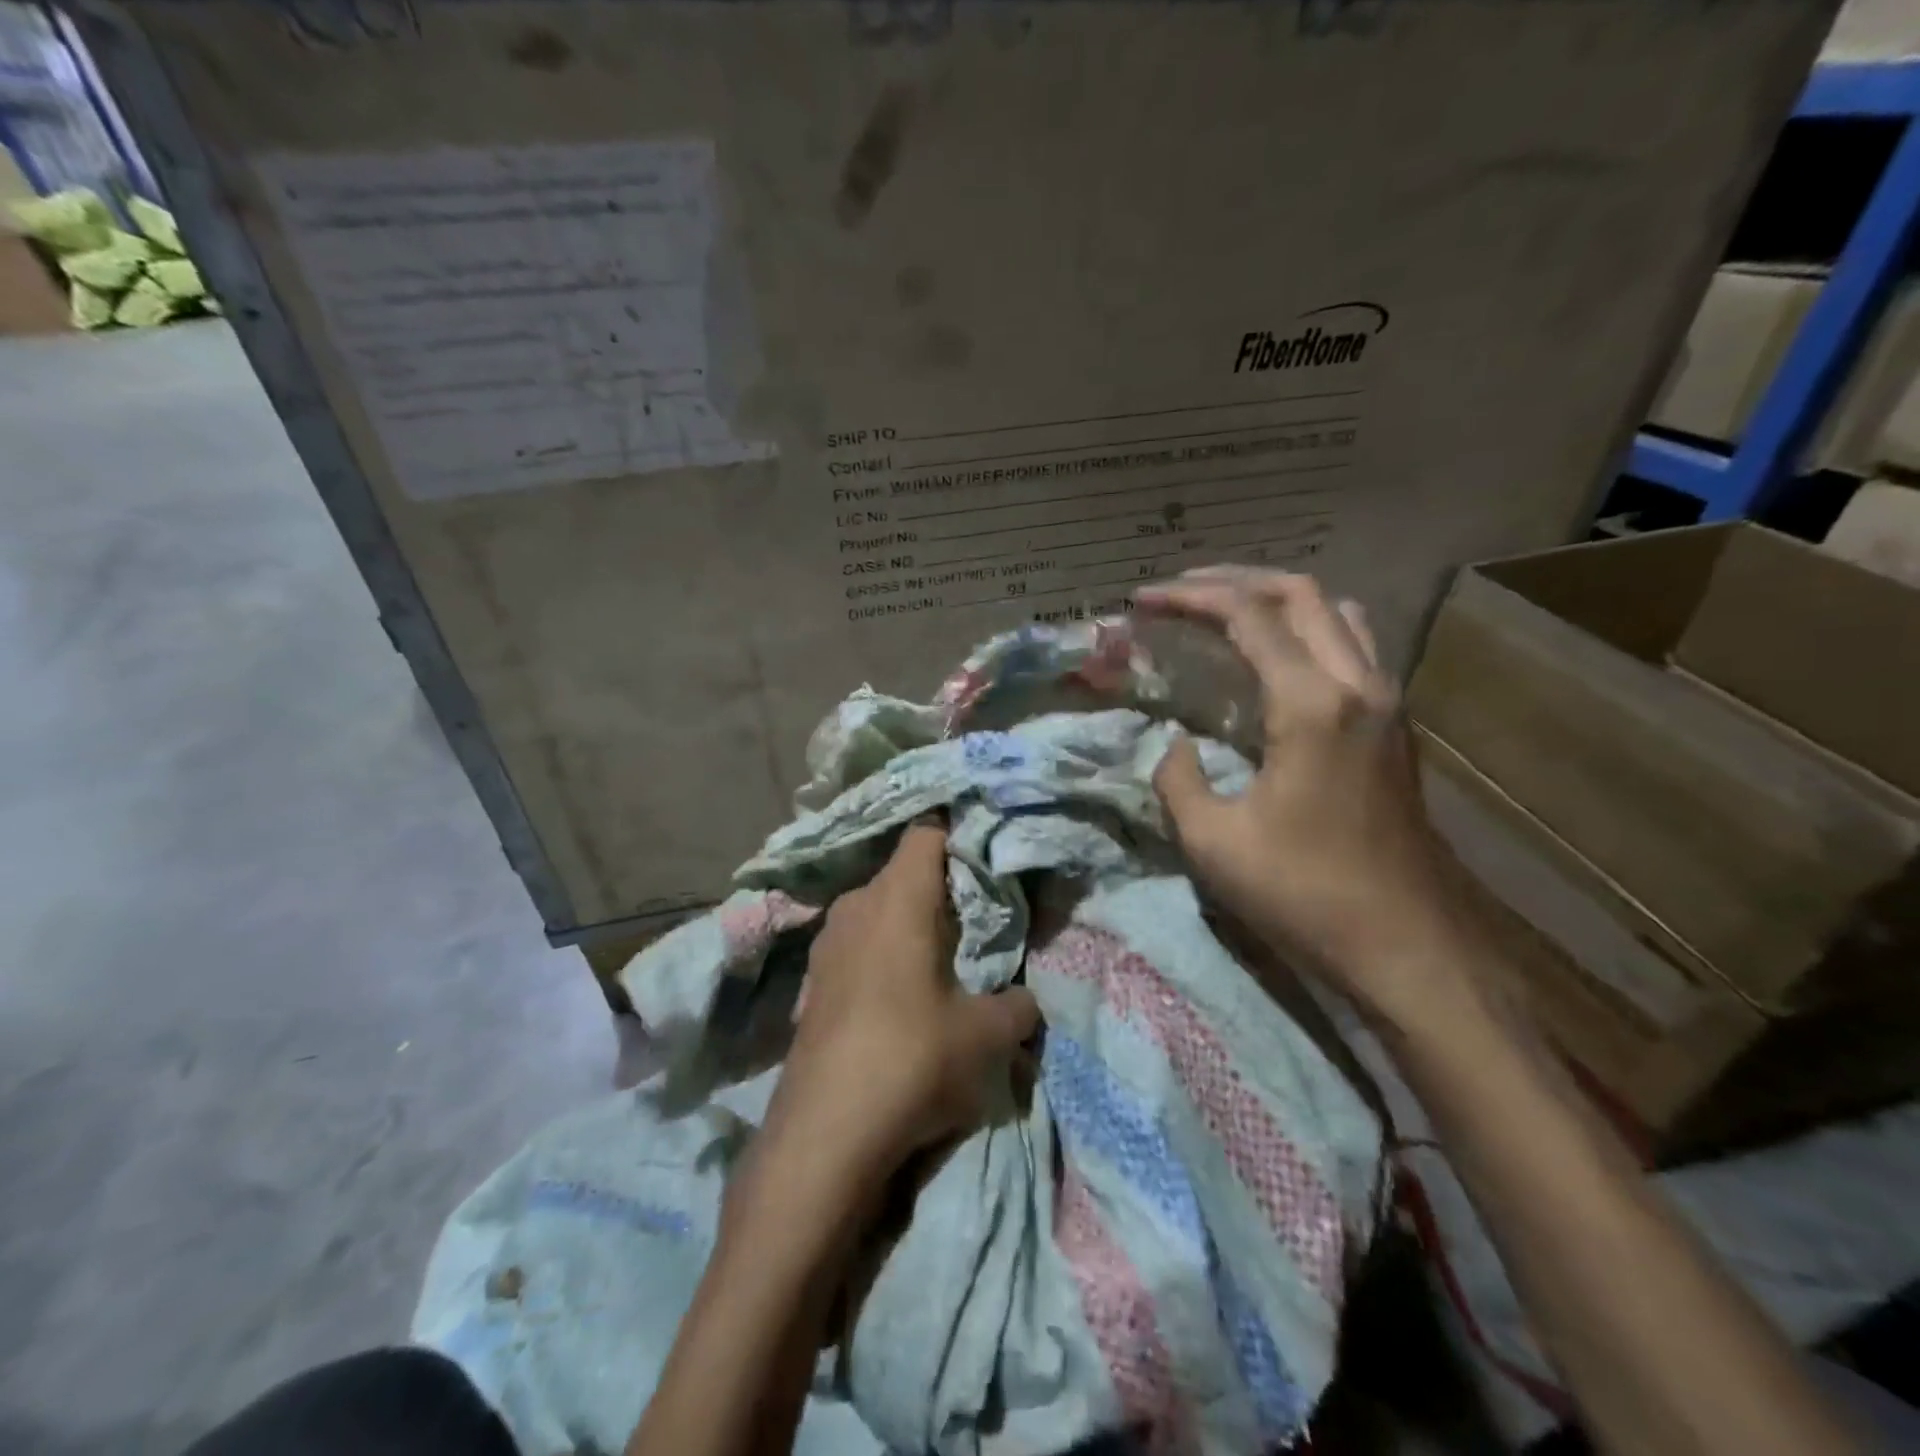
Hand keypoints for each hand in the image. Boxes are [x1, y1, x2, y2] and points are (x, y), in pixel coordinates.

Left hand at [759, 821, 1040, 1186]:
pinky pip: (857, 943)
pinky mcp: (812, 979)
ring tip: (942, 954)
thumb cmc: (913, 1058)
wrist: (825, 1132)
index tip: (987, 854)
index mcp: (898, 897)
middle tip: (977, 913)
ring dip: (908, 922)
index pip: (927, 833)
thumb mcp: (986, 1036)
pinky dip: (881, 951)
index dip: (958, 835)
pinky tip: (899, 993)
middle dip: (940, 886)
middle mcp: (857, 905)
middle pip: (902, 872)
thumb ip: (1017, 1006)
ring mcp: (827, 942)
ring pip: (877, 908)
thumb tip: (1026, 999)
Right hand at [1139, 568, 1475, 1018]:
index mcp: (1311, 704)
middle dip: (1233, 581)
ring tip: (1227, 615)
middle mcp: (1358, 684)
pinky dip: (1307, 631)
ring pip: (1336, 613)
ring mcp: (1386, 703)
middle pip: (1300, 594)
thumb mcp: (1213, 841)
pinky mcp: (1395, 728)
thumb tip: (1177, 747)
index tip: (1143, 599)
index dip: (1189, 598)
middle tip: (1180, 591)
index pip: (1247, 616)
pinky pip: (1352, 648)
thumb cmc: (1304, 894)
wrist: (1405, 945)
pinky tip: (1275, 663)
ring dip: (1278, 601)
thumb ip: (1179, 778)